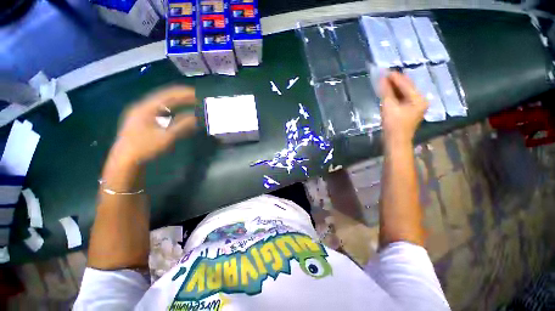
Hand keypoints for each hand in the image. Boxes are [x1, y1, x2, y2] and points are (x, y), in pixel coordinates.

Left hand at [111, 86, 197, 164]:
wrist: (125, 159)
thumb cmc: (145, 147)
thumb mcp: (166, 137)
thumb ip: (182, 125)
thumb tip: (197, 117)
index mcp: (146, 107)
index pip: (169, 95)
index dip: (184, 93)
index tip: (197, 94)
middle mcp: (143, 106)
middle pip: (165, 96)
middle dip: (182, 96)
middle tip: (196, 97)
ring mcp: (142, 112)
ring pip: (162, 103)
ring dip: (177, 102)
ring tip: (190, 102)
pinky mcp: (142, 119)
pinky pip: (160, 110)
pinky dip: (171, 110)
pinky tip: (178, 112)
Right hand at [380, 71, 427, 146]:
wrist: (395, 141)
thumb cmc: (393, 125)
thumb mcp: (389, 106)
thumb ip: (386, 91)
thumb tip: (382, 78)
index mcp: (419, 99)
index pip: (406, 84)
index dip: (395, 77)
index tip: (384, 70)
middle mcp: (420, 100)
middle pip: (406, 87)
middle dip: (395, 81)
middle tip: (383, 75)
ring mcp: (414, 106)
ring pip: (403, 93)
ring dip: (393, 88)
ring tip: (383, 82)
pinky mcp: (408, 111)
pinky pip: (401, 99)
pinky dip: (394, 95)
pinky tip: (386, 92)